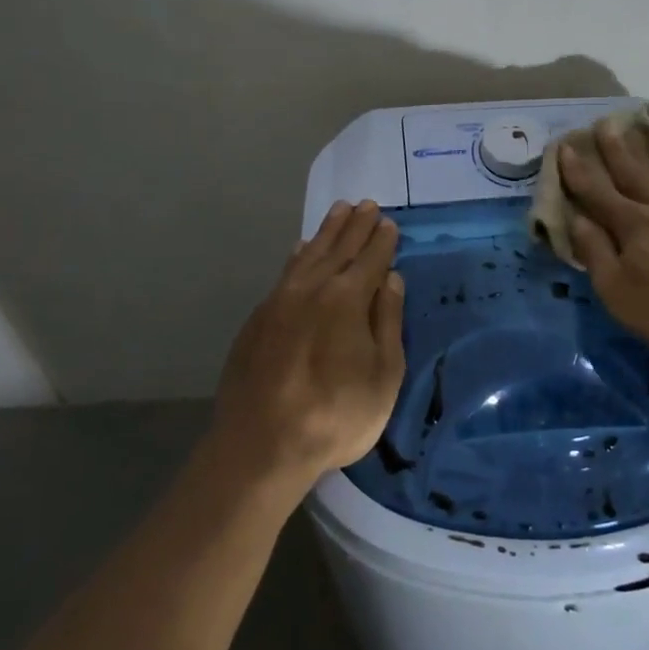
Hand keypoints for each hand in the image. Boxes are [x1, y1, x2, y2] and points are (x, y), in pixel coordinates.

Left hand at [211, 200, 405, 489]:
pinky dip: (298, 255)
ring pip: (308, 255)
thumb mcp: (383, 375)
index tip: (388, 222)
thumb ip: (387, 321)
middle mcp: (312, 289)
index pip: (370, 259)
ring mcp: (279, 301)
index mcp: (347, 299)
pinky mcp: (258, 319)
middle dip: (355, 225)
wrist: (260, 445)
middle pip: (338, 248)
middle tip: (366, 204)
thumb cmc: (335, 415)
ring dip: (325, 232)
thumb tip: (391, 279)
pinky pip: (284, 272)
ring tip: (338, 212)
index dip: (381, 240)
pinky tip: (301, 249)